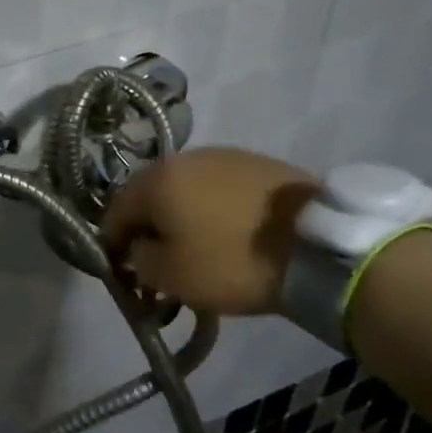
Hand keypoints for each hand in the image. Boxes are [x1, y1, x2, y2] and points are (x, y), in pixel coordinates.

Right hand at [101, 147, 317, 316]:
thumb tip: (137, 248)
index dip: (113, 245)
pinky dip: (213, 210)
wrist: (318, 247)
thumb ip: (138, 260)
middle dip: (148, 229)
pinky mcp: (257, 164)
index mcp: (155, 180)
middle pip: (149, 196)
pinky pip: (218, 188)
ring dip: (181, 217)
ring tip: (198, 248)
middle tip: (160, 262)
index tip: (125, 274)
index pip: (114, 212)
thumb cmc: (232, 261)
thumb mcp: (171, 276)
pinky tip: (229, 234)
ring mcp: (223, 156)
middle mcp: (183, 158)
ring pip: (185, 190)